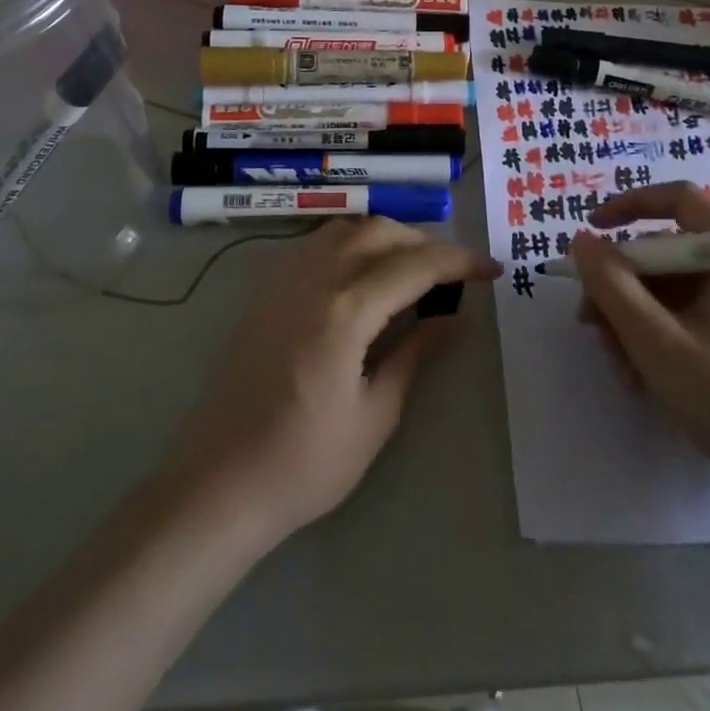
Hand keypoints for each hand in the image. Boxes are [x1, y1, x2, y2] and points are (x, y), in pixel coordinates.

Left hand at [163, 218, 500, 546]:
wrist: (218, 481)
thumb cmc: (304, 462)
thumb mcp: (375, 415)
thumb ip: (416, 354)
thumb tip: (454, 317)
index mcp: (345, 309)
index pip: (415, 264)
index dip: (460, 261)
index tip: (492, 269)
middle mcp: (314, 278)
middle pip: (381, 232)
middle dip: (425, 244)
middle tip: (453, 277)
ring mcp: (284, 278)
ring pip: (347, 229)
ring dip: (387, 238)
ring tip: (411, 273)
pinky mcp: (266, 290)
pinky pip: (317, 243)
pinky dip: (352, 245)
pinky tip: (362, 279)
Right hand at [572, 182, 709, 516]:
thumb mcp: (657, 343)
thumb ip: (612, 286)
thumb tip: (581, 241)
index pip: (679, 200)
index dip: (629, 206)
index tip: (590, 231)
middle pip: (667, 252)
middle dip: (621, 285)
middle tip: (590, 323)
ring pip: (671, 290)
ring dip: (633, 319)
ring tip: (618, 365)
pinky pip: (687, 317)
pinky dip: (656, 337)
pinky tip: (640, 376)